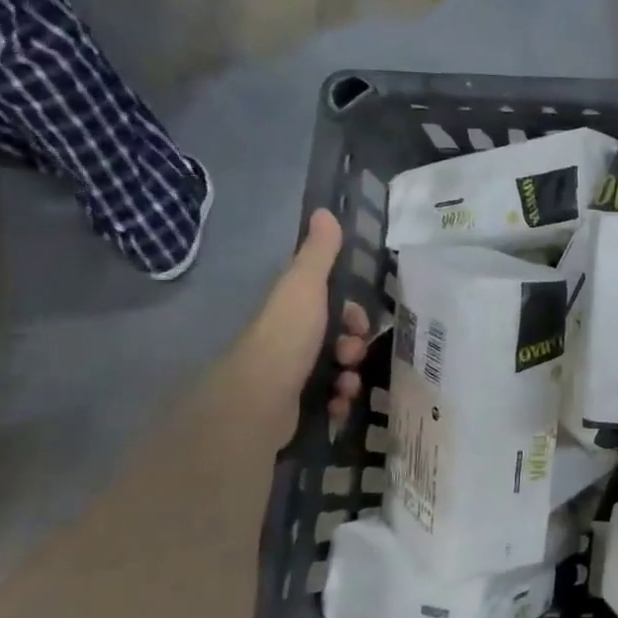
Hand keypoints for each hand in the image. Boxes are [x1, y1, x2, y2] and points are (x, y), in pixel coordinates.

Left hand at [236, 210, 373, 435]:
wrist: (259, 399)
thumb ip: (319, 253)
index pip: (333, 308)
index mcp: (293, 312)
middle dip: (353, 349)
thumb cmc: (286, 337)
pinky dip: (338, 402)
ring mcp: (291, 376)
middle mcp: (291, 342)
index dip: (353, 315)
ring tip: (344, 387)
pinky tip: (335, 405)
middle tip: (348, 358)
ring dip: (350, 378)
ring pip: (337, 372)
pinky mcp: (294, 408)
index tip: (359, 324)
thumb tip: (324, 210)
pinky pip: (329, 401)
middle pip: (338, 341)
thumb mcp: (305, 286)